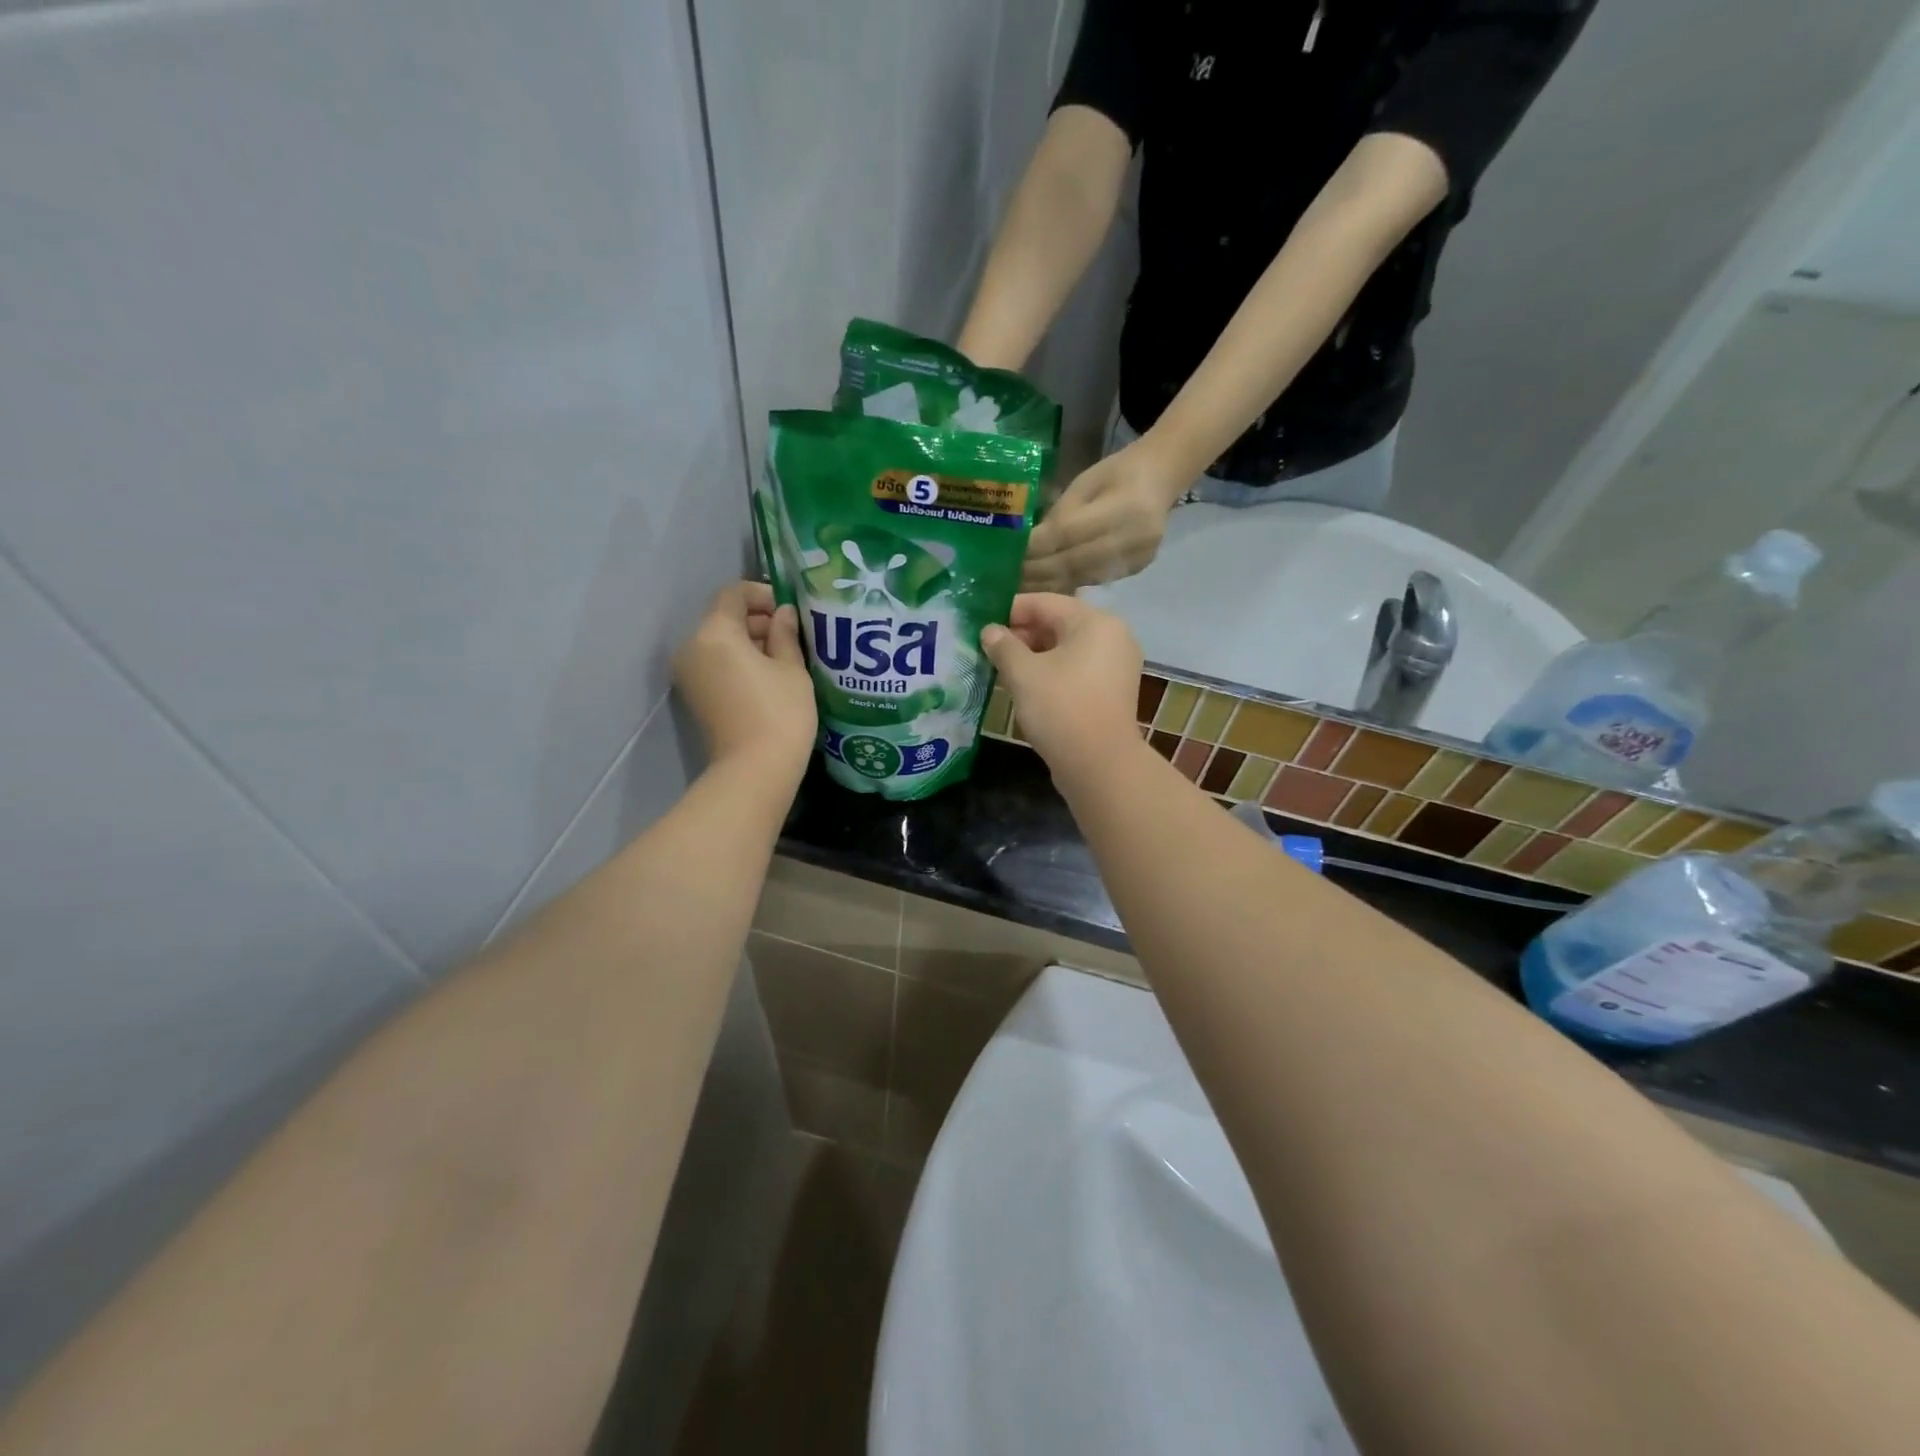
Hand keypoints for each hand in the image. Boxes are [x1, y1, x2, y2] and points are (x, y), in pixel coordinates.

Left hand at [673, 582, 815, 779]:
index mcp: (714, 632)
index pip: (733, 594)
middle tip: (792, 633)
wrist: (754, 770)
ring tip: (784, 655)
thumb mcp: (791, 669)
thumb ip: (785, 635)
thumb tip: (783, 614)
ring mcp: (689, 674)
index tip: (789, 609)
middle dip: (757, 620)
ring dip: (748, 642)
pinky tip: (768, 675)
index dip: (762, 594)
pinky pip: (715, 664)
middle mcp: (692, 647)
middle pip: (723, 618)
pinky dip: (738, 661)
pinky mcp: (695, 696)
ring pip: (718, 642)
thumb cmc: (780, 712)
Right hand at [980, 594, 1142, 774]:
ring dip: (1035, 655)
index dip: (1010, 610)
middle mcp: (1113, 636)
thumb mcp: (1023, 673)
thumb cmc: (1060, 708)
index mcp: (1095, 622)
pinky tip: (1027, 686)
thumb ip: (1003, 646)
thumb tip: (989, 631)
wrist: (1100, 764)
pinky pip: (1077, 669)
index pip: (1045, 602)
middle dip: (1022, 634)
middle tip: (989, 649)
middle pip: (1059, 623)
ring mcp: (1116, 665)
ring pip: (1067, 649)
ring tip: (1003, 668)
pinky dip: (1053, 672)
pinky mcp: (1113, 691)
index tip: (982, 624)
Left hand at [1022, 441, 1186, 592]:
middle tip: (1008, 580)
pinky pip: (1093, 581)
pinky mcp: (1137, 569)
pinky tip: (1046, 589)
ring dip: (1048, 585)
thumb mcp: (1084, 484)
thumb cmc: (1117, 473)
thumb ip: (1060, 514)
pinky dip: (1067, 586)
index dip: (1036, 548)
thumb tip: (1029, 546)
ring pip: (1082, 576)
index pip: (1068, 533)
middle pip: (1074, 561)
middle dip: (1037, 572)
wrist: (1160, 478)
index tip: (1009, 558)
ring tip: (1021, 589)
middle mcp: (1133, 536)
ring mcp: (1137, 556)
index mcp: (1123, 505)